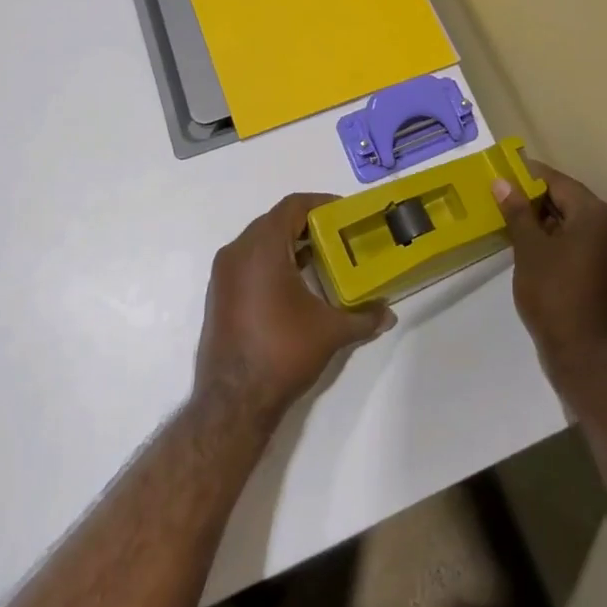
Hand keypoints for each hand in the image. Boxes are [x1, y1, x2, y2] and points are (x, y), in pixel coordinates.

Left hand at [194, 194, 393, 422]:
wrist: (232, 403)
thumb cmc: (282, 352)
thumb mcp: (330, 331)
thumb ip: (363, 317)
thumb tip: (388, 314)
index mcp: (261, 248)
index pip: (292, 206)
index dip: (320, 204)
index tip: (344, 214)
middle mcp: (237, 252)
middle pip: (275, 221)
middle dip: (306, 224)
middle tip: (337, 235)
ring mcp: (223, 274)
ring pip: (259, 241)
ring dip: (288, 243)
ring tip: (320, 258)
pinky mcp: (218, 295)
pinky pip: (247, 261)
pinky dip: (271, 261)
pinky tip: (294, 283)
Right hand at [493, 163, 606, 386]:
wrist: (587, 355)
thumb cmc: (555, 293)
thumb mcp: (529, 249)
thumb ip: (517, 211)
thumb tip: (502, 182)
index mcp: (596, 213)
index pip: (558, 182)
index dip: (528, 177)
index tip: (502, 177)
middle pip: (569, 201)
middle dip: (536, 201)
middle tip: (503, 203)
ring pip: (575, 225)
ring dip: (547, 223)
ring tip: (514, 227)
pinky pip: (582, 245)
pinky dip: (560, 243)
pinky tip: (535, 252)